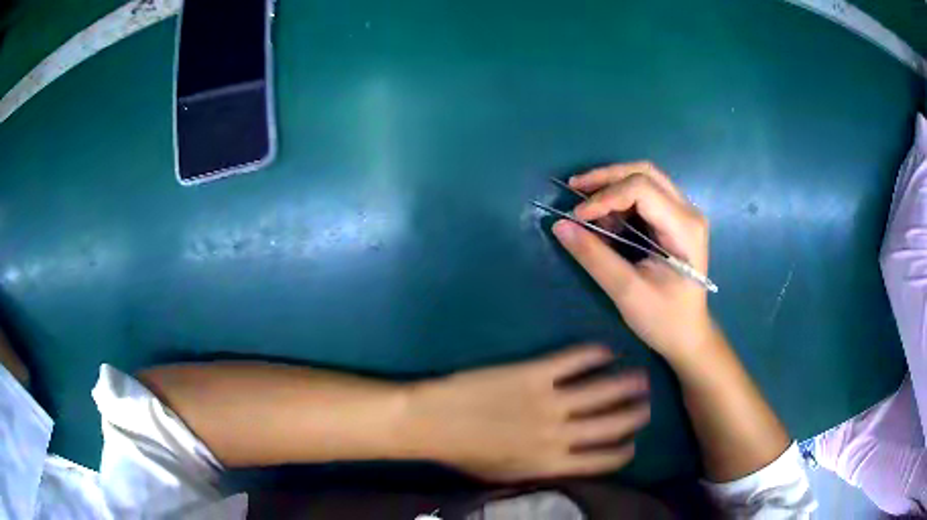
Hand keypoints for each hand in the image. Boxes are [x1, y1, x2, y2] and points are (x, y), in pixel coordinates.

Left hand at [404, 345, 649, 482]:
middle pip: (611, 425)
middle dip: (635, 416)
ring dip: (626, 384)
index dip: (624, 452)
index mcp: (551, 463)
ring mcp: (549, 401)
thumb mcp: (506, 476)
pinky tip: (606, 350)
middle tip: (648, 407)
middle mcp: (559, 434)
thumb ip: (541, 471)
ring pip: (601, 392)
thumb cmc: (466, 455)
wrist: (433, 423)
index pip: (602, 461)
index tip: (634, 444)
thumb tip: (568, 463)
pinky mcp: (534, 373)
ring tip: (642, 377)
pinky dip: (593, 354)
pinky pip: (573, 361)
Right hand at [552, 162, 714, 364]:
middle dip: (606, 178)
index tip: (577, 217)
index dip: (605, 196)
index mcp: (684, 228)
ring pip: (645, 179)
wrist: (688, 335)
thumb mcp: (626, 291)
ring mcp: (684, 214)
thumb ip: (594, 256)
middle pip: (644, 173)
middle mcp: (689, 212)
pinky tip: (604, 218)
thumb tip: (560, 226)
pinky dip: (620, 200)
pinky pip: (645, 195)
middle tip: (574, 189)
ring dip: (612, 187)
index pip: (642, 188)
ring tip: (586, 208)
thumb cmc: (664, 319)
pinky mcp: (675, 220)